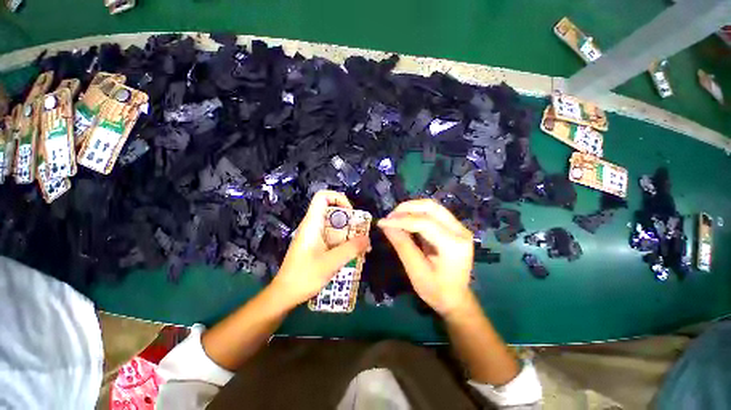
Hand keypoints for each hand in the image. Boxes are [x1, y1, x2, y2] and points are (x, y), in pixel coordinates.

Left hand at [271, 190, 369, 306]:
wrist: (284, 295)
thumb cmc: (304, 277)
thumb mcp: (330, 263)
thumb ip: (350, 249)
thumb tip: (368, 239)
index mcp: (312, 223)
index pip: (323, 197)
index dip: (338, 198)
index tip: (351, 213)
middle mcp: (313, 225)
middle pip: (333, 211)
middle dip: (350, 219)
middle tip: (361, 233)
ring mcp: (314, 236)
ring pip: (335, 225)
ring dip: (349, 232)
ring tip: (361, 246)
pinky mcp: (316, 245)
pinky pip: (333, 236)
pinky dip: (344, 241)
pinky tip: (353, 254)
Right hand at [378, 199, 473, 316]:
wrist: (456, 299)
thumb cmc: (436, 290)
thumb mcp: (416, 271)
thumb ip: (402, 245)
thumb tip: (386, 225)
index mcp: (454, 245)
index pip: (424, 223)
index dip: (401, 220)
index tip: (382, 222)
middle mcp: (460, 231)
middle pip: (431, 207)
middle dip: (407, 208)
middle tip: (389, 217)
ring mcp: (458, 227)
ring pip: (432, 207)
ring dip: (411, 208)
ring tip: (395, 217)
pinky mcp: (453, 227)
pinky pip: (433, 213)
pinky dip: (417, 213)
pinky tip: (405, 220)